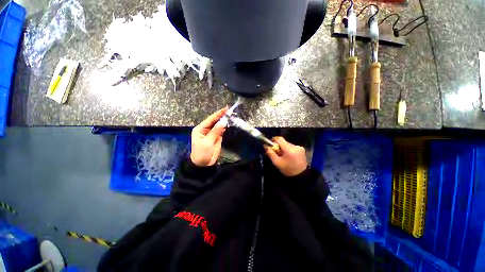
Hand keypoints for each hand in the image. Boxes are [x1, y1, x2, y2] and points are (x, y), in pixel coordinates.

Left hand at [190, 108, 227, 166]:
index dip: (218, 114)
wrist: (204, 164)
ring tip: (232, 115)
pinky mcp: (217, 137)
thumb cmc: (202, 153)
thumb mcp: (207, 142)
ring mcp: (212, 133)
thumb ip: (215, 132)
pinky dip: (225, 127)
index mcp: (200, 129)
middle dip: (222, 116)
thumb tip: (222, 123)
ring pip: (219, 125)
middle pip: (215, 121)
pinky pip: (221, 130)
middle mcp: (206, 129)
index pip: (210, 119)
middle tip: (230, 111)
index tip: (225, 109)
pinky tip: (229, 123)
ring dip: (225, 121)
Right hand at [265, 137, 306, 176]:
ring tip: (283, 156)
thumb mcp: (277, 162)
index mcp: (289, 149)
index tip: (271, 145)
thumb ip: (270, 153)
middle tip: (276, 153)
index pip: (279, 139)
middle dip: (278, 146)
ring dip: (283, 148)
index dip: (274, 140)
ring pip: (287, 144)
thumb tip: (265, 145)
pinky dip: (288, 150)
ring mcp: (299, 147)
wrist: (300, 175)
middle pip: (283, 142)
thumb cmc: (287, 169)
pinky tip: (288, 156)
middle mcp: (295, 146)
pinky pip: (292, 146)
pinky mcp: (302, 149)